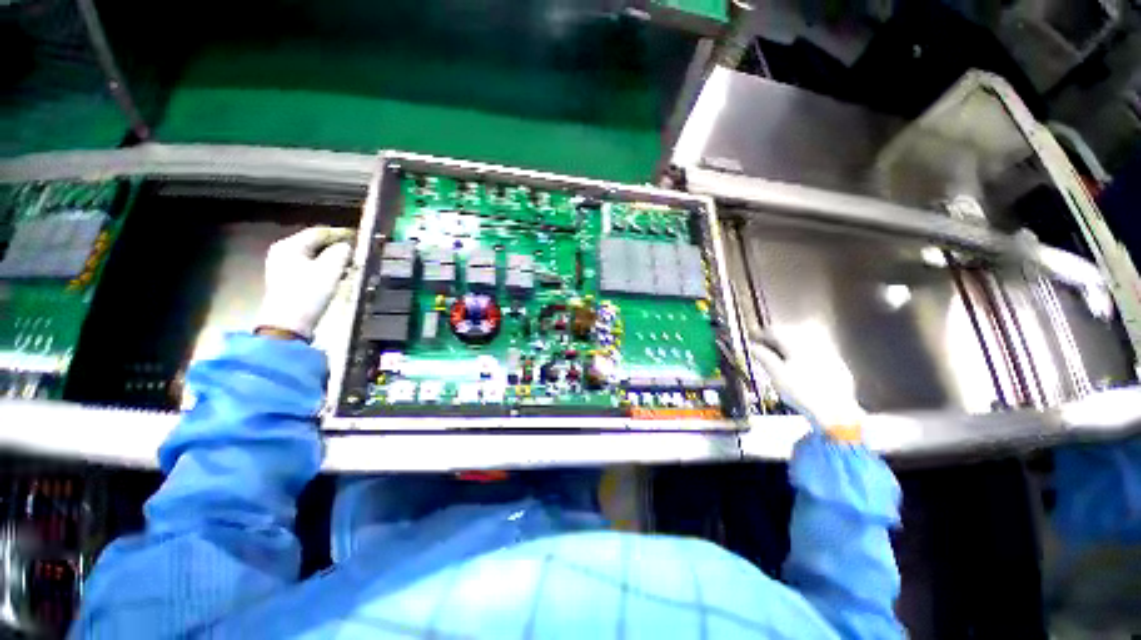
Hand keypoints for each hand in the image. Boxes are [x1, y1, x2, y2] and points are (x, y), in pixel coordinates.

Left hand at [256, 227, 354, 339]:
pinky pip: (310, 267)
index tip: (357, 235)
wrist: (289, 323)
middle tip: (355, 249)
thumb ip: (340, 253)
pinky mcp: (288, 281)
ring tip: (350, 263)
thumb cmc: (308, 293)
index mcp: (289, 245)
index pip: (318, 232)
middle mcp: (283, 252)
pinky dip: (325, 268)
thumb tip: (346, 246)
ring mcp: (283, 267)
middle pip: (314, 243)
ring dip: (332, 258)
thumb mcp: (330, 270)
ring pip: (313, 256)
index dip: (339, 233)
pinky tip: (337, 274)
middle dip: (336, 246)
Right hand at [749, 331, 865, 434]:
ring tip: (781, 358)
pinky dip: (805, 357)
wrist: (837, 413)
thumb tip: (753, 346)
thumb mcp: (776, 375)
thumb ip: (764, 357)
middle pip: (791, 335)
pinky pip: (817, 355)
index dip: (761, 334)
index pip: (775, 332)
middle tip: (764, 348)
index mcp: (796, 344)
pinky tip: (802, 369)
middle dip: (776, 340)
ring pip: (805, 344)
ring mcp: (829, 355)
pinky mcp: (839, 367)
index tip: (752, 339)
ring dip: (791, 348)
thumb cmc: (801, 393)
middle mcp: (814, 345)